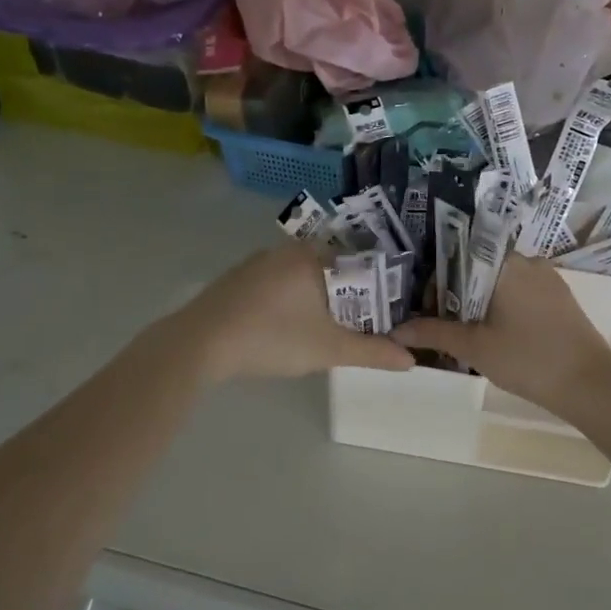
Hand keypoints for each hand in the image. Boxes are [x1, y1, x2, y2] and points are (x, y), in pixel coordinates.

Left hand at [179, 244, 415, 382]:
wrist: (199, 343)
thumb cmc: (273, 337)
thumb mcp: (328, 349)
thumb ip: (371, 352)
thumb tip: (410, 359)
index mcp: (313, 256)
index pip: (358, 261)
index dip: (375, 286)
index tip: (384, 311)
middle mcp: (286, 250)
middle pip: (330, 268)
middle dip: (346, 295)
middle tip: (358, 325)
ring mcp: (256, 262)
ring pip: (300, 276)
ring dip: (315, 298)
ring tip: (325, 329)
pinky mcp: (235, 279)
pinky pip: (275, 284)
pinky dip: (288, 300)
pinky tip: (285, 327)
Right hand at [394, 255, 610, 415]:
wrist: (590, 384)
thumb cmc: (527, 358)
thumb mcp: (474, 347)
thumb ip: (433, 333)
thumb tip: (395, 331)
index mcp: (504, 262)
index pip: (458, 256)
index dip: (437, 282)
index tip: (428, 310)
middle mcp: (527, 260)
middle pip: (478, 269)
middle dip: (457, 295)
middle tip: (444, 327)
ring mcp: (547, 278)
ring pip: (500, 282)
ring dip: (479, 303)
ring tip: (468, 335)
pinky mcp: (560, 297)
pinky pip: (521, 293)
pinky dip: (503, 308)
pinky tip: (498, 336)